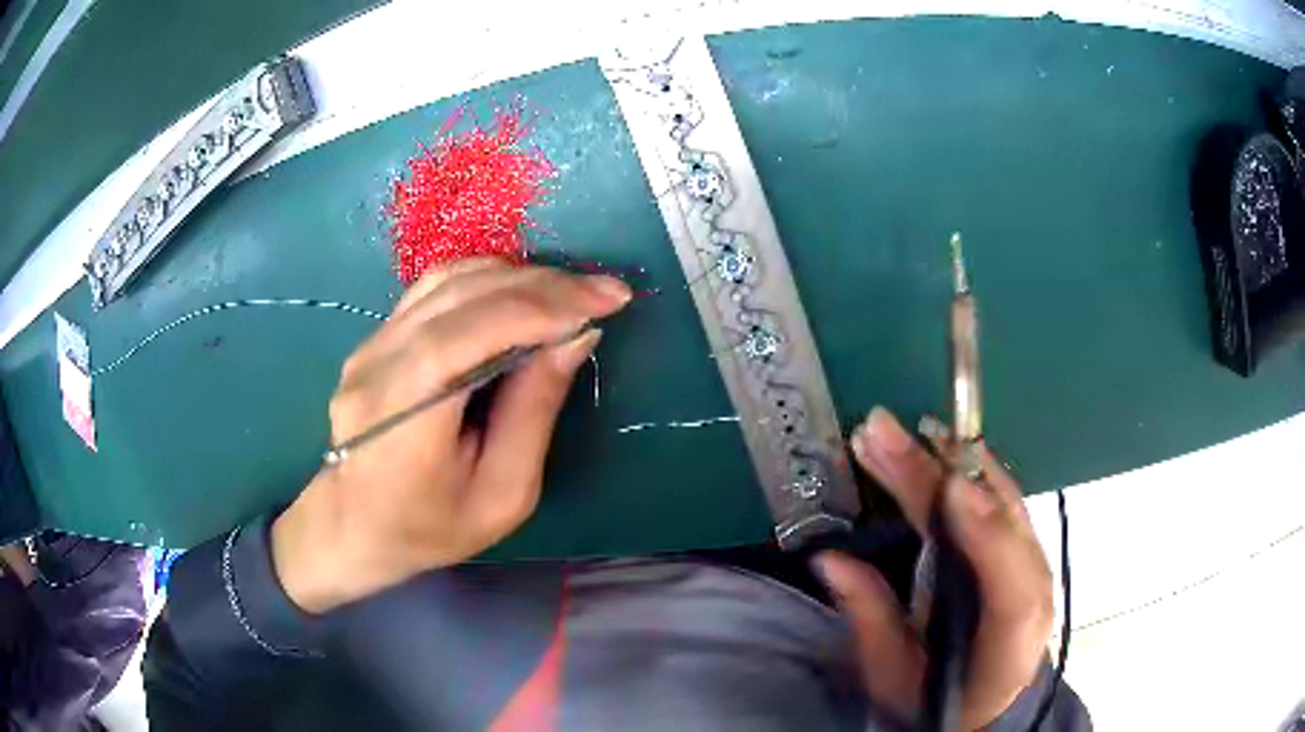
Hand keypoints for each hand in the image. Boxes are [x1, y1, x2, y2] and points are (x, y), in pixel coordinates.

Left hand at [272, 259, 631, 613]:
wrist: (354, 527)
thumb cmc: (432, 528)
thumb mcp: (502, 493)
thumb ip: (534, 411)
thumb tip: (575, 336)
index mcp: (403, 418)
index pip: (468, 333)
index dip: (540, 307)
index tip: (606, 300)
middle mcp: (376, 366)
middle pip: (461, 296)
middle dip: (543, 286)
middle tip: (604, 292)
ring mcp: (369, 346)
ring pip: (448, 281)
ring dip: (518, 278)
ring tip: (570, 293)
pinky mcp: (375, 339)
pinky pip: (434, 290)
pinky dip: (487, 282)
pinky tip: (521, 294)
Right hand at [817, 407, 1053, 729]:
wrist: (990, 698)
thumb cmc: (938, 696)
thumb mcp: (894, 675)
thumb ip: (871, 620)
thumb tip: (832, 559)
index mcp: (1007, 642)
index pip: (1010, 590)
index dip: (986, 537)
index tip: (945, 488)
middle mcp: (1033, 589)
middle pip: (1000, 524)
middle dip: (942, 476)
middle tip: (882, 435)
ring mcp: (1034, 560)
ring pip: (1003, 498)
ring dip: (951, 460)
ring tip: (901, 432)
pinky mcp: (1024, 542)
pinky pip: (1000, 494)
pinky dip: (968, 466)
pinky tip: (937, 444)